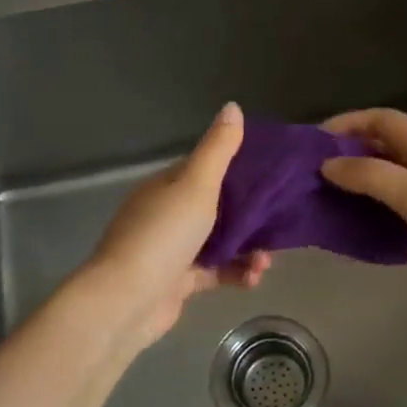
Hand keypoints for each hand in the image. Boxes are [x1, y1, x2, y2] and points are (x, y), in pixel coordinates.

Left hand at [86, 102, 270, 348]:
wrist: (126, 301)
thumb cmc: (163, 235)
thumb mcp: (196, 185)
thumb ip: (218, 149)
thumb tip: (232, 106)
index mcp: (167, 186)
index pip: (206, 168)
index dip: (239, 167)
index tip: (273, 173)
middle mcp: (168, 213)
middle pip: (217, 206)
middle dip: (250, 214)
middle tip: (281, 219)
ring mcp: (173, 249)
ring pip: (219, 242)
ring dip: (248, 248)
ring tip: (268, 259)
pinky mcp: (179, 282)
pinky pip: (216, 272)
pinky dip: (236, 273)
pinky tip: (255, 278)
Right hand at [320, 109, 406, 301]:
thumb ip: (369, 176)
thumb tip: (327, 164)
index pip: (382, 121)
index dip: (349, 122)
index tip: (315, 140)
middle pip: (384, 153)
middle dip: (350, 161)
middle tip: (314, 182)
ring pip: (392, 188)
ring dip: (364, 195)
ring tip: (331, 211)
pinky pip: (405, 219)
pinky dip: (384, 224)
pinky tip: (368, 240)